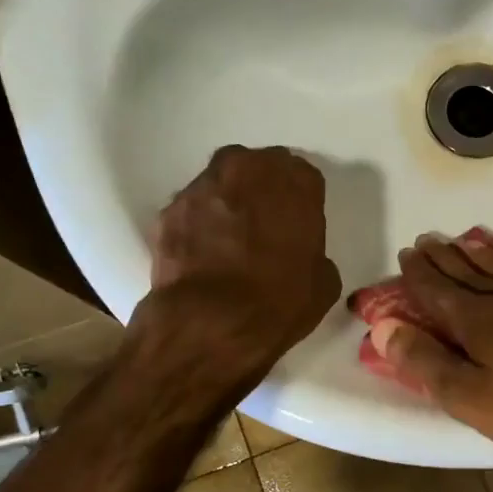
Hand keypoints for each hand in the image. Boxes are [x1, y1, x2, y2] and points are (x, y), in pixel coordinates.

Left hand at [138, 146, 341, 387]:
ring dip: (227, 202)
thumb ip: (312, 253)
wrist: (211, 323)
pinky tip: (203, 253)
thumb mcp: (322, 283)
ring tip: (229, 239)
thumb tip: (297, 257)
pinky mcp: (170, 209)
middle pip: (257, 168)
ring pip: (220, 183)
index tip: (297, 224)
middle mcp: (247, 169)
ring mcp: (203, 186)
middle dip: (261, 189)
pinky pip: (192, 210)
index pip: (303, 177)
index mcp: (295, 182)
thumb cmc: (279, 302)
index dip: (300, 201)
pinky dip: (198, 224)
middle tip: (264, 224)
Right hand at [372, 235, 492, 464]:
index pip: (440, 290)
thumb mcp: (471, 398)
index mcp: (480, 321)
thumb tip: (384, 327)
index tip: (407, 252)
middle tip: (429, 240)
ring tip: (470, 243)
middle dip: (447, 258)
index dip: (420, 273)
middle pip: (473, 274)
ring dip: (487, 257)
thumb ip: (426, 361)